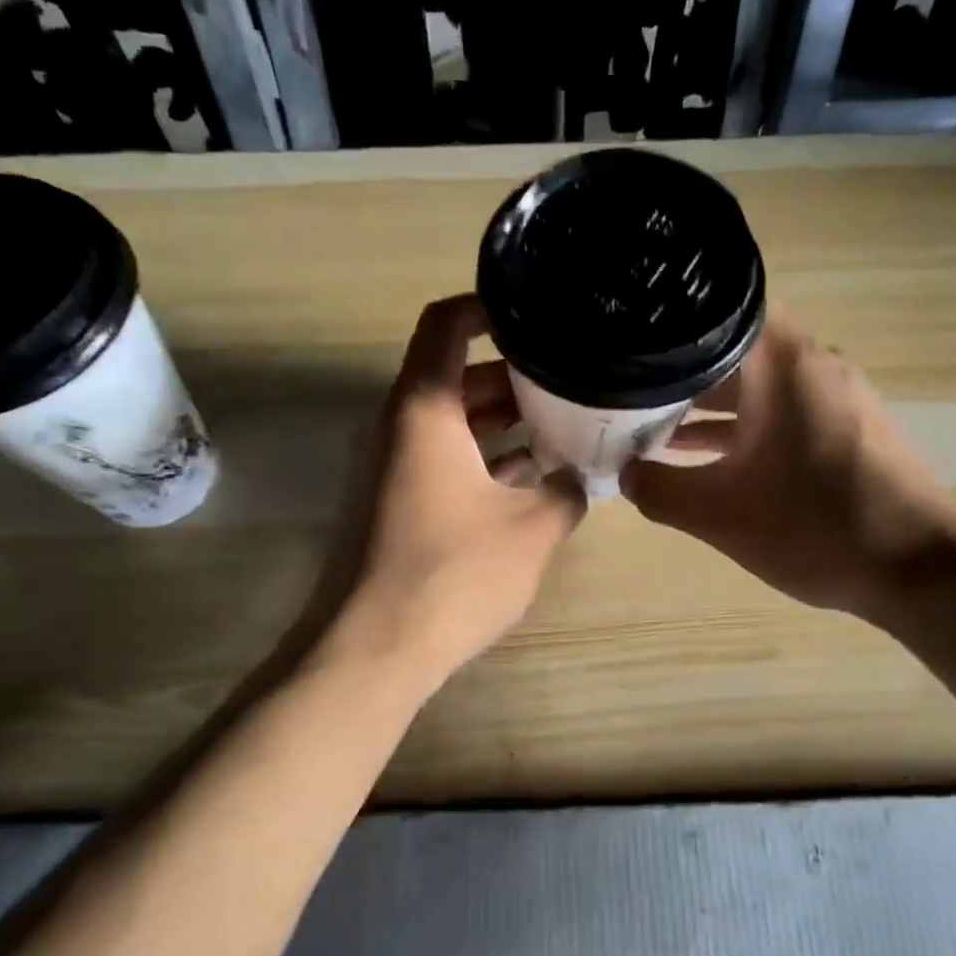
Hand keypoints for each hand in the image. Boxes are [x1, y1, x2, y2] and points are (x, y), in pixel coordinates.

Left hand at [316, 295, 586, 690]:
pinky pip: (443, 460)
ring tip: (565, 423)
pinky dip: (484, 458)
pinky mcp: (395, 504)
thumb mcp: (531, 530)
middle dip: (515, 374)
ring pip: (452, 422)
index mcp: (424, 410)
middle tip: (573, 378)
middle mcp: (399, 427)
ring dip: (503, 420)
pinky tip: (531, 477)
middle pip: (455, 375)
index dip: (488, 307)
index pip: (446, 325)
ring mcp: (392, 467)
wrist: (374, 649)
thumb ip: (566, 493)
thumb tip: (581, 480)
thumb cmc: (453, 574)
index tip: (537, 311)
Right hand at [621, 313, 955, 626]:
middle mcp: (812, 364)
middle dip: (679, 374)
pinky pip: (783, 410)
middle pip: (732, 350)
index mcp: (781, 364)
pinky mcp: (849, 426)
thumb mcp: (718, 514)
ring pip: (758, 384)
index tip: (626, 350)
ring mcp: (836, 394)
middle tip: (628, 396)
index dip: (665, 329)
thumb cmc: (813, 528)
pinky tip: (710, 459)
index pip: (714, 314)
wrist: (918, 569)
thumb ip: (658, 489)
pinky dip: (745, 426)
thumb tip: (624, 474)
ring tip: (655, 432)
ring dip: (709, 406)